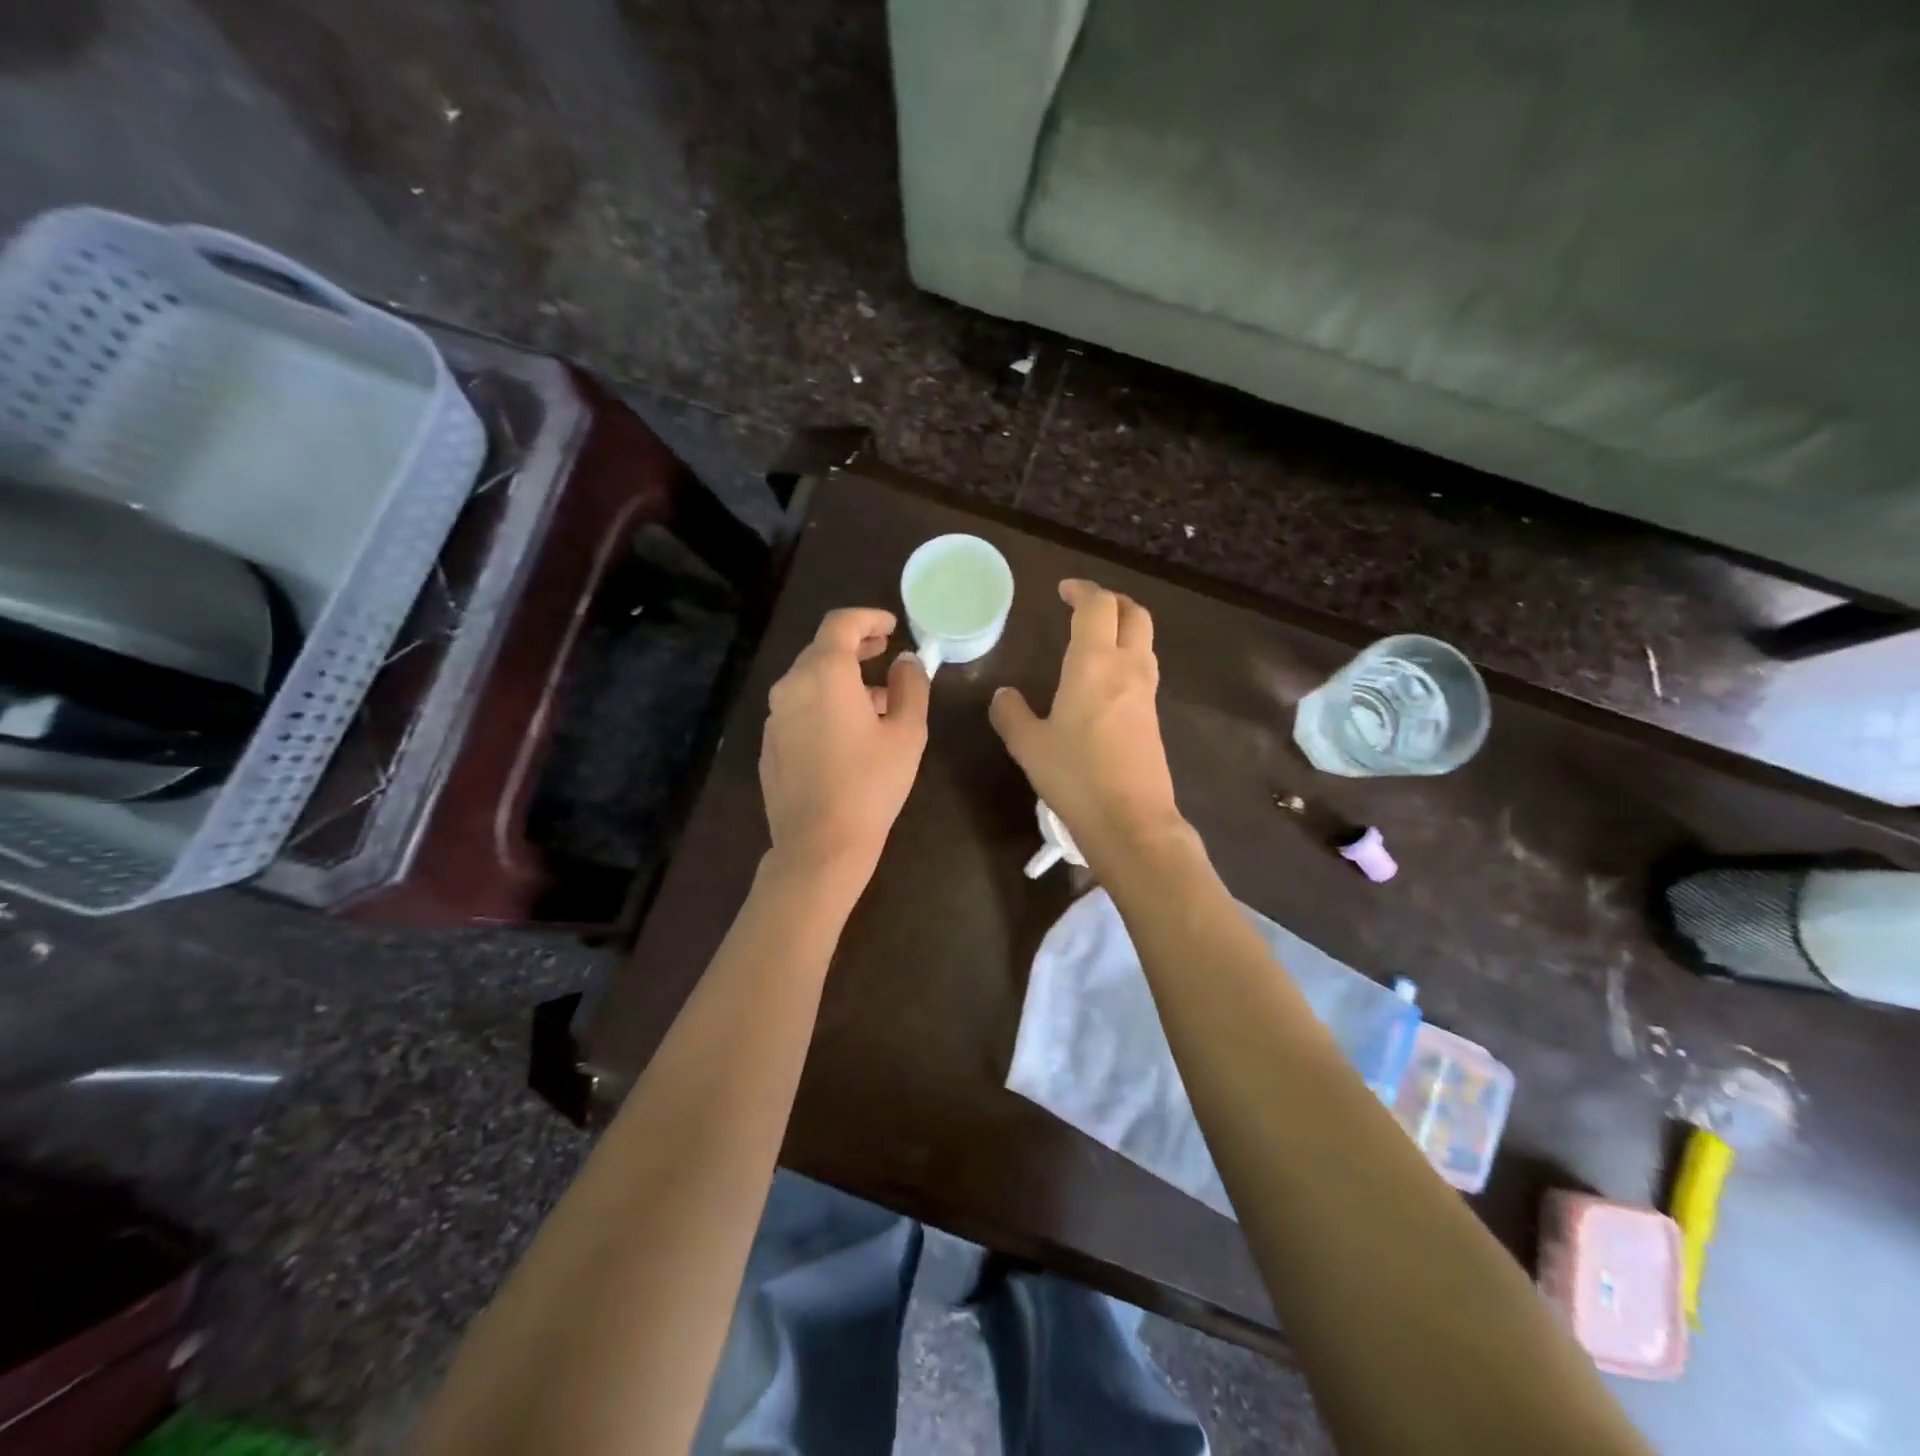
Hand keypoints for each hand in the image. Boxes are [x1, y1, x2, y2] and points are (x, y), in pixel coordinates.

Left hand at [761, 607, 929, 885]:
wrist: (819, 846)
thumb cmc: (871, 785)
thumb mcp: (907, 733)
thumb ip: (911, 686)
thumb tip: (906, 661)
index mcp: (824, 674)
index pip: (840, 624)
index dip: (868, 618)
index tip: (891, 626)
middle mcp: (791, 686)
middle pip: (821, 650)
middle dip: (856, 648)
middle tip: (885, 653)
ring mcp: (775, 717)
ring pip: (810, 681)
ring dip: (842, 680)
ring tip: (878, 701)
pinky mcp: (770, 745)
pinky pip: (799, 709)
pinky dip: (824, 705)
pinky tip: (848, 733)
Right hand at [989, 579, 1184, 867]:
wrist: (1130, 820)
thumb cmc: (1075, 776)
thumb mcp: (1029, 746)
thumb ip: (1012, 714)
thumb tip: (1003, 695)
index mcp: (1093, 662)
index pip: (1097, 605)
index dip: (1082, 590)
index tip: (1064, 591)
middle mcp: (1127, 668)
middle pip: (1135, 614)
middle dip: (1112, 602)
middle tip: (1086, 608)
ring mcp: (1146, 693)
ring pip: (1145, 642)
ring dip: (1124, 629)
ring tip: (1095, 641)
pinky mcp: (1154, 718)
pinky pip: (1144, 671)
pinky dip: (1128, 659)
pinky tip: (1104, 684)